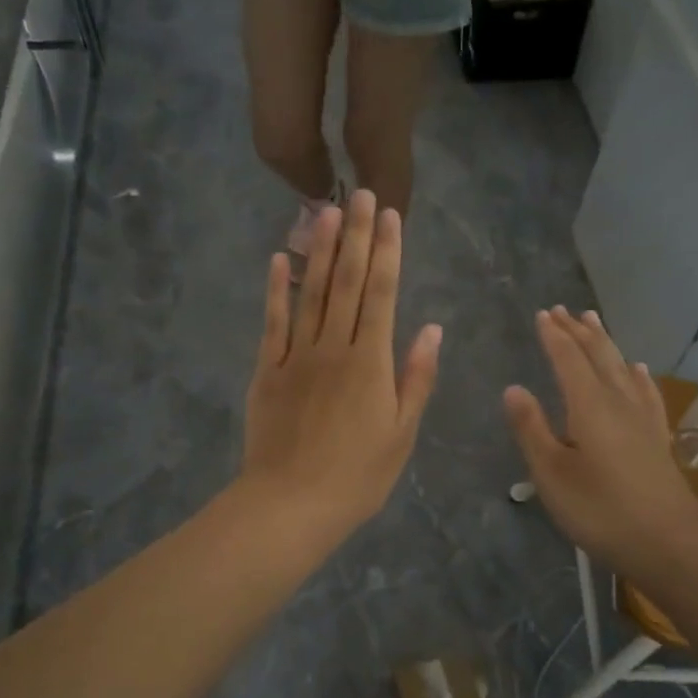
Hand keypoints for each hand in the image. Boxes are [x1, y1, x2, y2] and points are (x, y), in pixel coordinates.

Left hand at [241, 190, 442, 540]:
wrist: (290, 505)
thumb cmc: (357, 476)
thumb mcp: (402, 434)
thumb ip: (416, 378)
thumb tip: (432, 328)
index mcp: (371, 362)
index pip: (382, 294)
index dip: (387, 252)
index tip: (389, 215)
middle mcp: (334, 347)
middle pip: (346, 282)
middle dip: (355, 236)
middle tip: (359, 192)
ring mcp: (295, 356)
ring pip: (310, 292)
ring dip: (319, 249)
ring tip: (325, 210)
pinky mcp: (266, 371)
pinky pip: (272, 322)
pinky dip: (276, 289)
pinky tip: (280, 259)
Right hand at [504, 308, 697, 583]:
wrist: (669, 542)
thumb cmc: (600, 510)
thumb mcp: (551, 473)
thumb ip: (531, 428)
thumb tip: (514, 388)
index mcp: (588, 405)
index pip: (568, 358)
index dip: (554, 335)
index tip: (542, 314)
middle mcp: (618, 401)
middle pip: (598, 355)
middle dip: (578, 331)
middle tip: (564, 309)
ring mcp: (642, 418)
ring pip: (621, 367)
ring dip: (605, 343)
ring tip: (594, 322)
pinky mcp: (656, 436)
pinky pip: (645, 391)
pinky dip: (636, 374)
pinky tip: (637, 369)